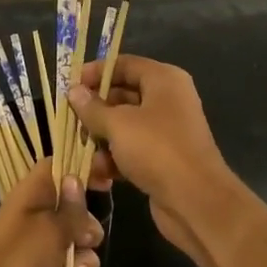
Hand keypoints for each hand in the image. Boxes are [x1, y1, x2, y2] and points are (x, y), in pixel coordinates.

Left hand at [0, 168, 100, 266]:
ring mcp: (35, 244)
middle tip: (84, 239)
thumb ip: (72, 209)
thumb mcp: (52, 230)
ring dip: (82, 257)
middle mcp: (34, 214)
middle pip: (72, 208)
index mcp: (33, 193)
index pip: (59, 166)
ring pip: (73, 242)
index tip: (108, 181)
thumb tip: (75, 178)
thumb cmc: (19, 260)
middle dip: (87, 226)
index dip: (83, 168)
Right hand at [69, 56, 243, 266]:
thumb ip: (92, 107)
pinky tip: (98, 174)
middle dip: (95, 110)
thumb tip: (74, 91)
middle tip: (70, 122)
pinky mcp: (163, 159)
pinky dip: (114, 159)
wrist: (196, 202)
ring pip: (124, 126)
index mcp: (163, 80)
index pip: (124, 64)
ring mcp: (166, 131)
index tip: (70, 86)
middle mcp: (167, 100)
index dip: (96, 72)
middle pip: (122, 95)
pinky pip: (132, 150)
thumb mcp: (118, 124)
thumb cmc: (157, 150)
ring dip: (101, 139)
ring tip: (81, 152)